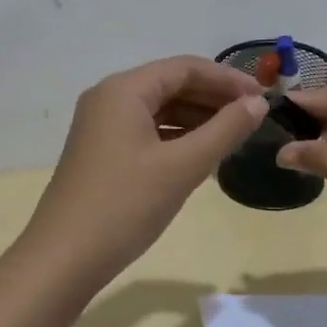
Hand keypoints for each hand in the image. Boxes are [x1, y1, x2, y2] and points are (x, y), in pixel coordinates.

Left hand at [19, 56, 268, 289]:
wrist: (64, 258)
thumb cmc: (125, 205)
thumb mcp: (182, 167)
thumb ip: (224, 130)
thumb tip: (258, 103)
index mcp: (124, 90)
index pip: (184, 68)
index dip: (227, 78)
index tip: (263, 97)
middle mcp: (108, 98)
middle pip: (170, 84)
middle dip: (213, 97)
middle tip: (253, 117)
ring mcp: (100, 126)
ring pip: (158, 109)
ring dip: (196, 117)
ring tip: (234, 135)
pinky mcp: (100, 151)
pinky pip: (146, 130)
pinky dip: (176, 136)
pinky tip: (201, 153)